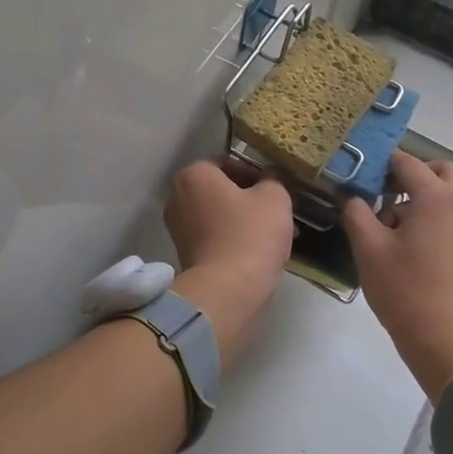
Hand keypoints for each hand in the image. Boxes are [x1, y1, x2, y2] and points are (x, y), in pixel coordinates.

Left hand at [164, 159, 294, 360]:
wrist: (228, 291)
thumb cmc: (250, 234)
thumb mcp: (274, 197)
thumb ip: (273, 178)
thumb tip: (270, 175)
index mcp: (194, 175)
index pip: (226, 162)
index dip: (254, 172)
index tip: (273, 187)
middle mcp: (177, 197)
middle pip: (220, 190)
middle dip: (248, 198)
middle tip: (275, 211)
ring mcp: (177, 228)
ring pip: (218, 215)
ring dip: (242, 220)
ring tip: (272, 234)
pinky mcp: (184, 255)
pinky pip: (213, 237)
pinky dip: (232, 239)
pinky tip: (257, 252)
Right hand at [341, 152, 452, 397]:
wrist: (449, 342)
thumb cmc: (405, 290)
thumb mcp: (368, 248)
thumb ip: (356, 212)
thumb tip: (353, 197)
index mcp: (436, 197)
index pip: (407, 162)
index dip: (381, 162)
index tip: (360, 172)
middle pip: (440, 170)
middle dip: (412, 174)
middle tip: (384, 192)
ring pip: (449, 194)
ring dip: (423, 196)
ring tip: (391, 225)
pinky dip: (435, 216)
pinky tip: (409, 245)